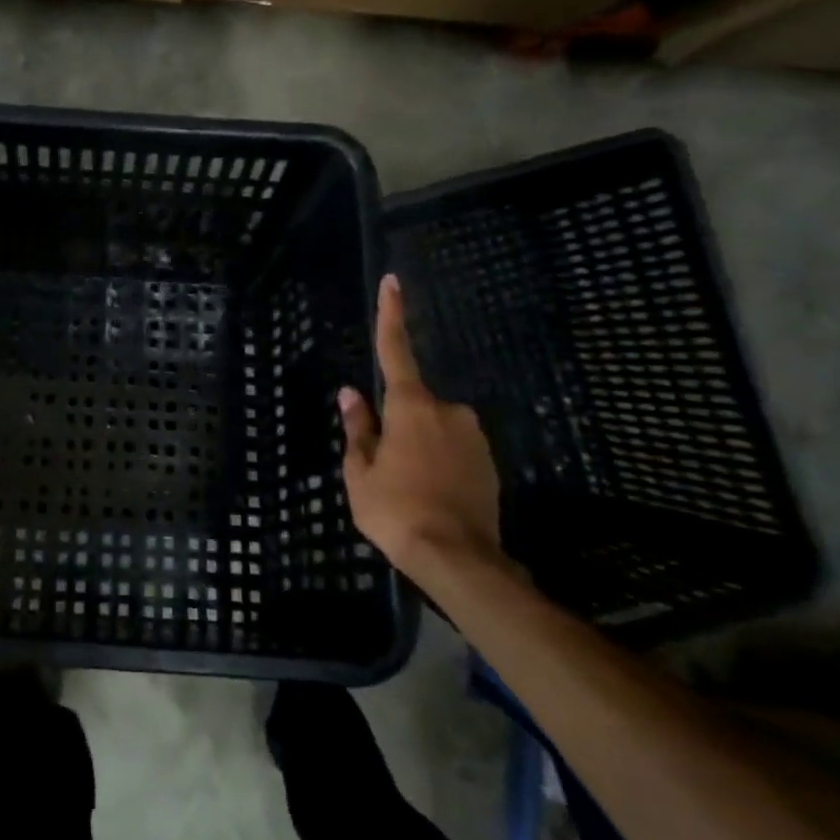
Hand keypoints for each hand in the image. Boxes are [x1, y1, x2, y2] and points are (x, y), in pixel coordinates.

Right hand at [338, 274, 502, 577]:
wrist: (459, 559)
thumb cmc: (396, 510)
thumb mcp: (360, 472)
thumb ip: (357, 428)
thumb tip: (350, 394)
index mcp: (411, 406)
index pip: (395, 350)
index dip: (391, 315)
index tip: (393, 281)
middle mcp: (448, 410)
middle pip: (411, 404)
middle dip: (395, 425)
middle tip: (383, 468)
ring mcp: (473, 435)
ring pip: (432, 429)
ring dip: (417, 447)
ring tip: (407, 490)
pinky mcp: (489, 461)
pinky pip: (453, 449)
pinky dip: (438, 464)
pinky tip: (430, 496)